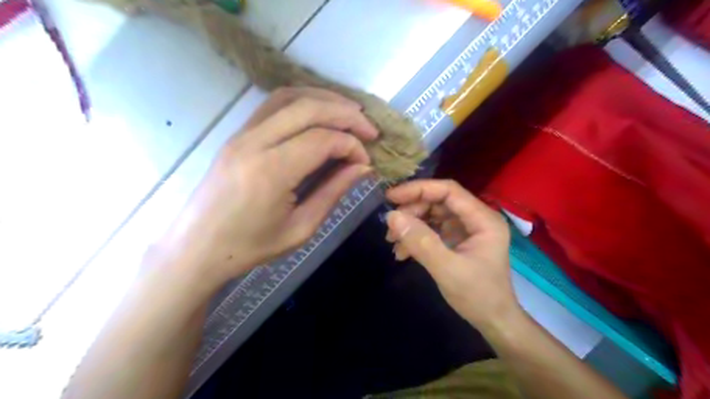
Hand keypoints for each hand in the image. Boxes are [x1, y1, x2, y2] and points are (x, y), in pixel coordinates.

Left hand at [155, 88, 375, 286]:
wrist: (197, 248)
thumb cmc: (250, 246)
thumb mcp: (301, 227)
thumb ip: (333, 192)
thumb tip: (362, 167)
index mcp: (271, 172)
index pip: (322, 140)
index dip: (351, 145)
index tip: (366, 161)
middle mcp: (254, 142)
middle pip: (308, 108)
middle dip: (346, 114)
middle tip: (369, 130)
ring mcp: (241, 133)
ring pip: (289, 97)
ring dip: (325, 99)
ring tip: (350, 113)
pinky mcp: (237, 133)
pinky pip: (273, 105)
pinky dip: (302, 101)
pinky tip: (319, 114)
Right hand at [386, 179, 519, 328]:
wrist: (493, 322)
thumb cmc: (478, 296)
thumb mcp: (447, 269)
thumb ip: (421, 242)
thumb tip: (392, 216)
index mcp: (483, 219)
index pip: (448, 191)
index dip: (418, 189)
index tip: (391, 197)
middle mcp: (475, 218)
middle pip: (438, 202)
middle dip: (412, 211)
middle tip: (390, 227)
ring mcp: (465, 229)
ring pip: (432, 215)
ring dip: (411, 225)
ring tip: (392, 241)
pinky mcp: (456, 240)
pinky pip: (432, 229)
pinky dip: (416, 237)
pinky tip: (402, 252)